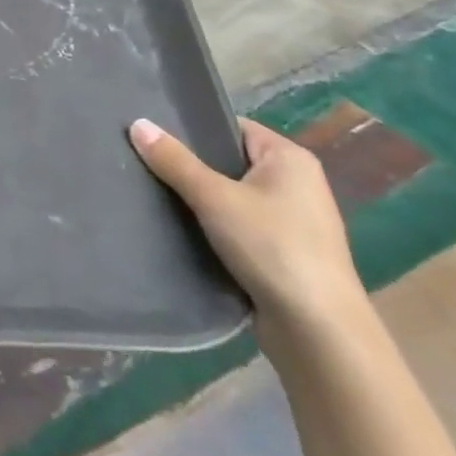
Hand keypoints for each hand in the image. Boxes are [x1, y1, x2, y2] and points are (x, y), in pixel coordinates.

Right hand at [129, 116, 366, 344]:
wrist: (318, 332)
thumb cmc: (272, 247)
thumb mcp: (214, 197)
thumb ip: (174, 160)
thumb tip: (137, 123)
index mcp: (290, 158)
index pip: (231, 127)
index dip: (192, 129)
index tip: (152, 135)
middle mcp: (296, 183)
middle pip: (229, 161)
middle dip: (190, 165)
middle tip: (144, 163)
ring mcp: (292, 220)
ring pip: (231, 196)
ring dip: (199, 199)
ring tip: (154, 194)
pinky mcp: (283, 253)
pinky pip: (238, 225)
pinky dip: (213, 226)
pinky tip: (181, 229)